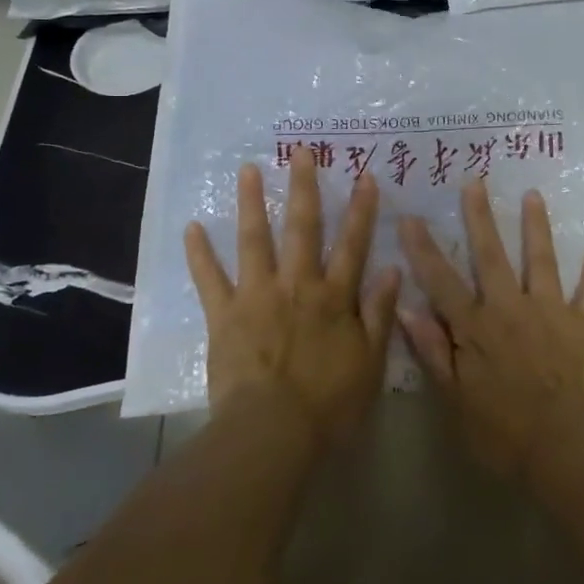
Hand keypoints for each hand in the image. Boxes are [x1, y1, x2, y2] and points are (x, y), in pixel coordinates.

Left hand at [185, 145, 400, 447]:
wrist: (273, 432)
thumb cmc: (329, 404)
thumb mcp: (370, 362)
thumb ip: (380, 313)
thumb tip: (391, 269)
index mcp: (334, 297)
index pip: (353, 244)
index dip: (362, 209)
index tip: (365, 175)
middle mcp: (297, 285)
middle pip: (303, 228)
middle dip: (304, 187)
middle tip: (301, 151)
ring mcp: (257, 296)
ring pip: (255, 241)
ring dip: (252, 203)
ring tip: (248, 170)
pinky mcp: (224, 315)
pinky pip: (209, 279)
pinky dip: (199, 254)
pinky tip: (192, 227)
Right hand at [398, 180, 583, 479]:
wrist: (569, 453)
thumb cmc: (504, 433)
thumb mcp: (455, 400)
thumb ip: (433, 351)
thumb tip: (406, 307)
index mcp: (476, 327)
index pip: (442, 280)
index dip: (423, 248)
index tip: (410, 216)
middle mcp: (512, 308)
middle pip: (491, 255)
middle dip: (481, 217)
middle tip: (475, 181)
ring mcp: (552, 313)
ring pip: (541, 261)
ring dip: (536, 227)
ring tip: (533, 195)